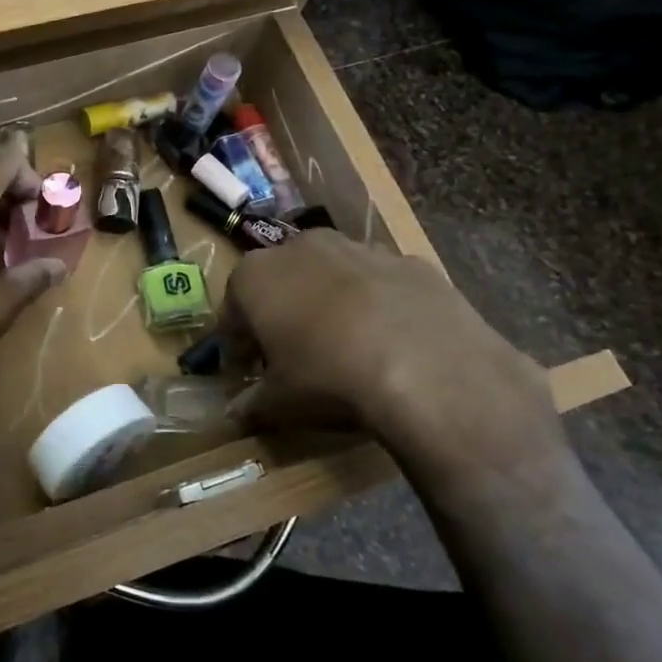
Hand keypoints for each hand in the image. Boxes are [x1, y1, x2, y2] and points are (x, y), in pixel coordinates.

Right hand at [222, 231, 564, 486]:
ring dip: (328, 304)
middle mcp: (300, 248)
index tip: (245, 373)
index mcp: (255, 276)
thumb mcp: (279, 402)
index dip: (236, 347)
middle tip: (291, 358)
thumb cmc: (329, 378)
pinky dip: (377, 305)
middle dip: (281, 316)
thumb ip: (251, 404)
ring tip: (344, 349)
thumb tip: (235, 414)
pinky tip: (391, 342)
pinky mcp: (409, 261)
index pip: (231, 314)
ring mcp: (358, 248)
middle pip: (280, 284)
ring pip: (330, 277)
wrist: (429, 369)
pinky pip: (380, 284)